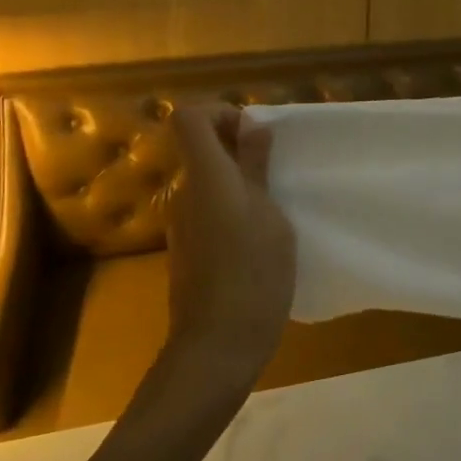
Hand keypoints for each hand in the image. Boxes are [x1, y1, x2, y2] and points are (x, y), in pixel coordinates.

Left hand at [164, 105, 296, 391]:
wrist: (217, 348)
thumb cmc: (253, 275)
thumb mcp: (270, 215)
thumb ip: (256, 167)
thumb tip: (252, 125)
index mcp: (205, 176)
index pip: (188, 117)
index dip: (220, 112)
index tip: (255, 134)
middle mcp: (185, 193)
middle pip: (199, 147)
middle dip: (237, 147)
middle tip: (277, 169)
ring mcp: (183, 223)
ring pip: (206, 180)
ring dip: (238, 179)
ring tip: (276, 204)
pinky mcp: (188, 249)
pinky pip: (207, 209)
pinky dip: (231, 208)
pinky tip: (260, 237)